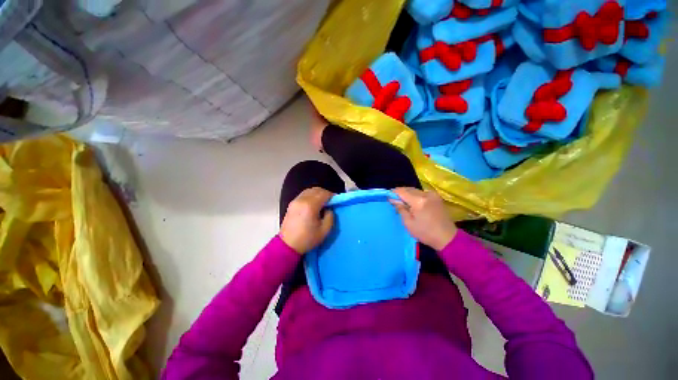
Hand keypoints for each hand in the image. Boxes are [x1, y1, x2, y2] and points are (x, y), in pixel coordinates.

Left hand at [280, 187, 334, 253]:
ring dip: (318, 194)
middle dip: (325, 194)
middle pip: (316, 190)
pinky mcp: (292, 204)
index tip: (336, 201)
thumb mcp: (325, 230)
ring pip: (309, 191)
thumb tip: (329, 208)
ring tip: (322, 202)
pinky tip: (313, 204)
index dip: (332, 196)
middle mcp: (302, 200)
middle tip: (330, 202)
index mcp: (311, 206)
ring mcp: (295, 201)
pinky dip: (311, 196)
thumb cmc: (307, 239)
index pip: (324, 194)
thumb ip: (330, 216)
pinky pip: (304, 194)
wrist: (288, 245)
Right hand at [390, 188, 457, 250]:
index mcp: (418, 201)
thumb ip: (400, 208)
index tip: (388, 197)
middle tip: (395, 201)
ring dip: (408, 195)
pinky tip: (413, 204)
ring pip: (415, 190)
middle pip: (408, 189)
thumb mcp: (408, 222)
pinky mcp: (436, 197)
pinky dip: (415, 196)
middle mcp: (426, 194)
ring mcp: (433, 194)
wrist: (447, 237)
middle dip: (400, 194)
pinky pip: (421, 193)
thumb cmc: (425, 233)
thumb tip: (393, 199)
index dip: (393, 193)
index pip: (401, 191)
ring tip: (404, 203)